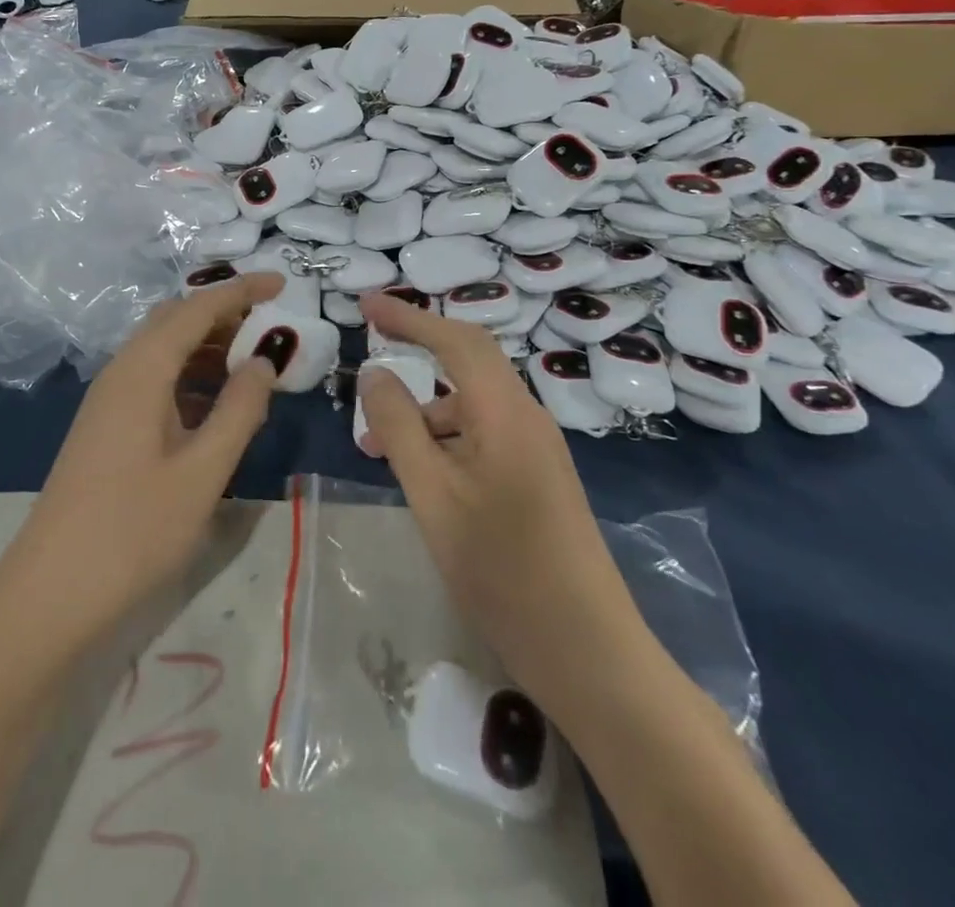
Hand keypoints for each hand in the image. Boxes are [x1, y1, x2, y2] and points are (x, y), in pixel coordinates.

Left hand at [4, 274, 283, 646]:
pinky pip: (155, 380)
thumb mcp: (202, 471)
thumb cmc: (133, 530)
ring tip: (255, 365)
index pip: (198, 308)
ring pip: (164, 351)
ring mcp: (109, 400)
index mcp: (143, 369)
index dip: (241, 290)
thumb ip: (239, 410)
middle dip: (224, 314)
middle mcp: (122, 372)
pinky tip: (217, 405)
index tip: (282, 283)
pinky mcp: (107, 426)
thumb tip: (264, 362)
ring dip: (208, 347)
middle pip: (176, 321)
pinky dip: (191, 377)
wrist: (50, 594)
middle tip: (272, 327)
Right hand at [357, 293, 639, 704]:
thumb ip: (399, 428)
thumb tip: (375, 372)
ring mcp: (537, 448)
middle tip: (373, 341)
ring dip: (425, 408)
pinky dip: (445, 437)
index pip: (456, 339)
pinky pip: (484, 434)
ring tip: (376, 444)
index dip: (409, 317)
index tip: (367, 304)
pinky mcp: (538, 477)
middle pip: (469, 361)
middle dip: (420, 345)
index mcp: (505, 411)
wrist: (587, 650)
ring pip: (473, 403)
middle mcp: (526, 417)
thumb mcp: (432, 495)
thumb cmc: (502, 569)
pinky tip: (419, 472)